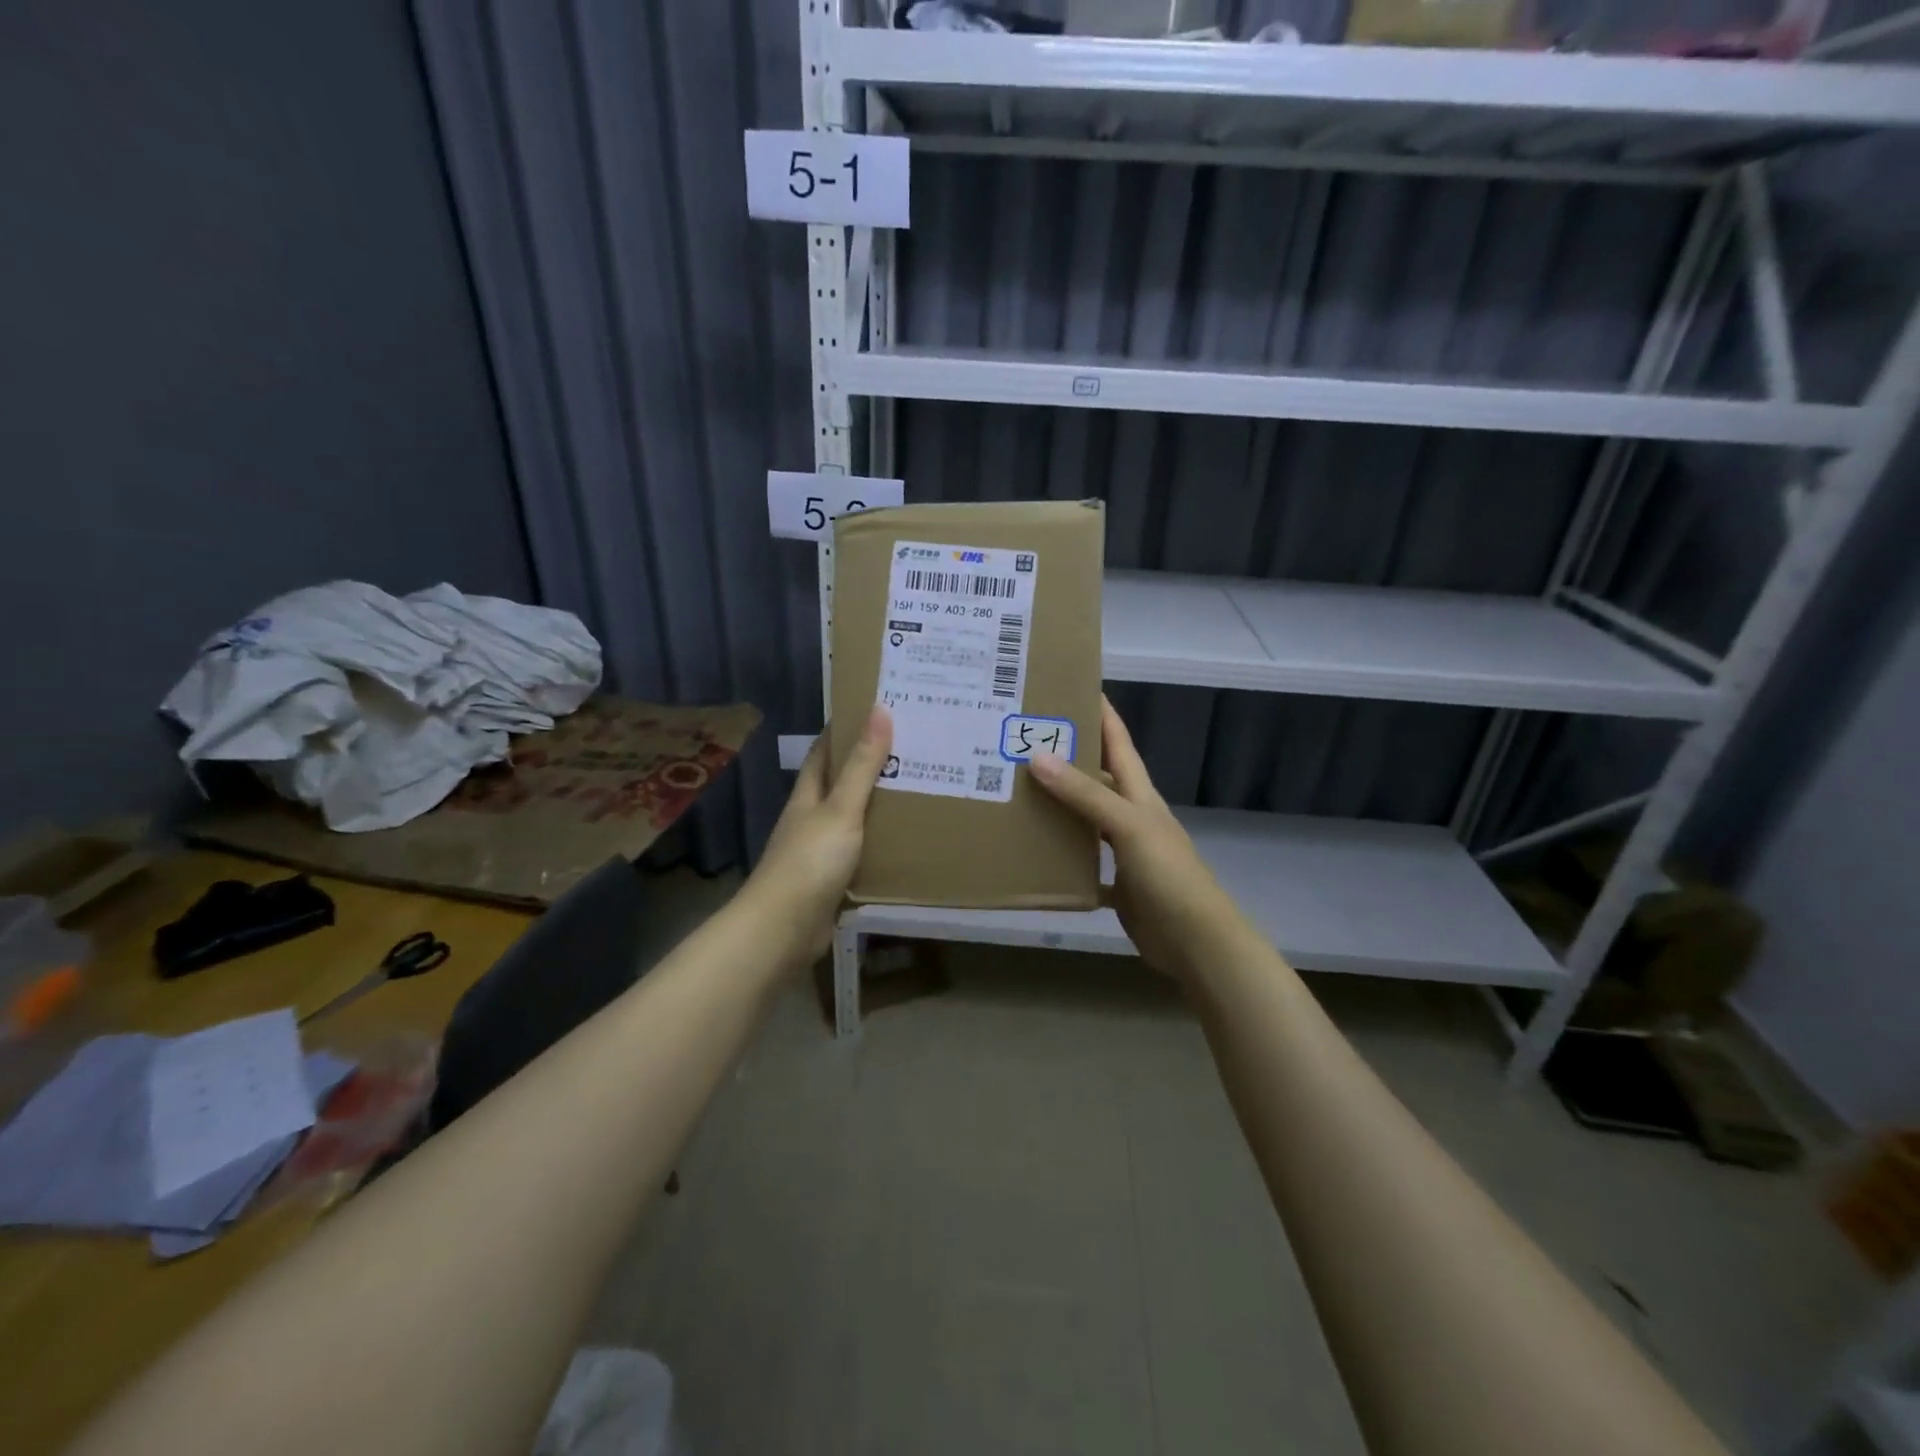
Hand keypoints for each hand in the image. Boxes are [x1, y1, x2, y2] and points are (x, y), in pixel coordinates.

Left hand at [740, 706, 892, 965]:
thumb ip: (862, 766)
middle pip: (839, 785)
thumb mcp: (841, 809)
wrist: (783, 929)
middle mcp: (810, 819)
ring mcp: (819, 852)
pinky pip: (860, 854)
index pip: (823, 753)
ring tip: (917, 791)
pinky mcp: (831, 881)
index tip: (875, 712)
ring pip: (852, 820)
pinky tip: (905, 843)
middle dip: (868, 767)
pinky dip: (879, 844)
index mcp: (808, 796)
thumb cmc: (810, 861)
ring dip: (877, 807)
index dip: (844, 730)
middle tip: (911, 750)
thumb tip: (880, 711)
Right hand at [1027, 698, 1254, 983]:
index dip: (1100, 712)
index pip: (1118, 741)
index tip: (1068, 686)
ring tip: (1016, 791)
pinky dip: (1061, 858)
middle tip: (1022, 741)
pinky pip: (1082, 864)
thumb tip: (1038, 756)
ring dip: (1058, 806)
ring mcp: (1125, 852)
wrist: (1196, 943)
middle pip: (1097, 777)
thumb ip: (1086, 794)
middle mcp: (1131, 816)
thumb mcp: (1128, 826)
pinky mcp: (1116, 886)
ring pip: (1085, 819)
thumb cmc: (1169, 876)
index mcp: (1139, 795)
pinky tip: (1033, 854)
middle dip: (1066, 757)